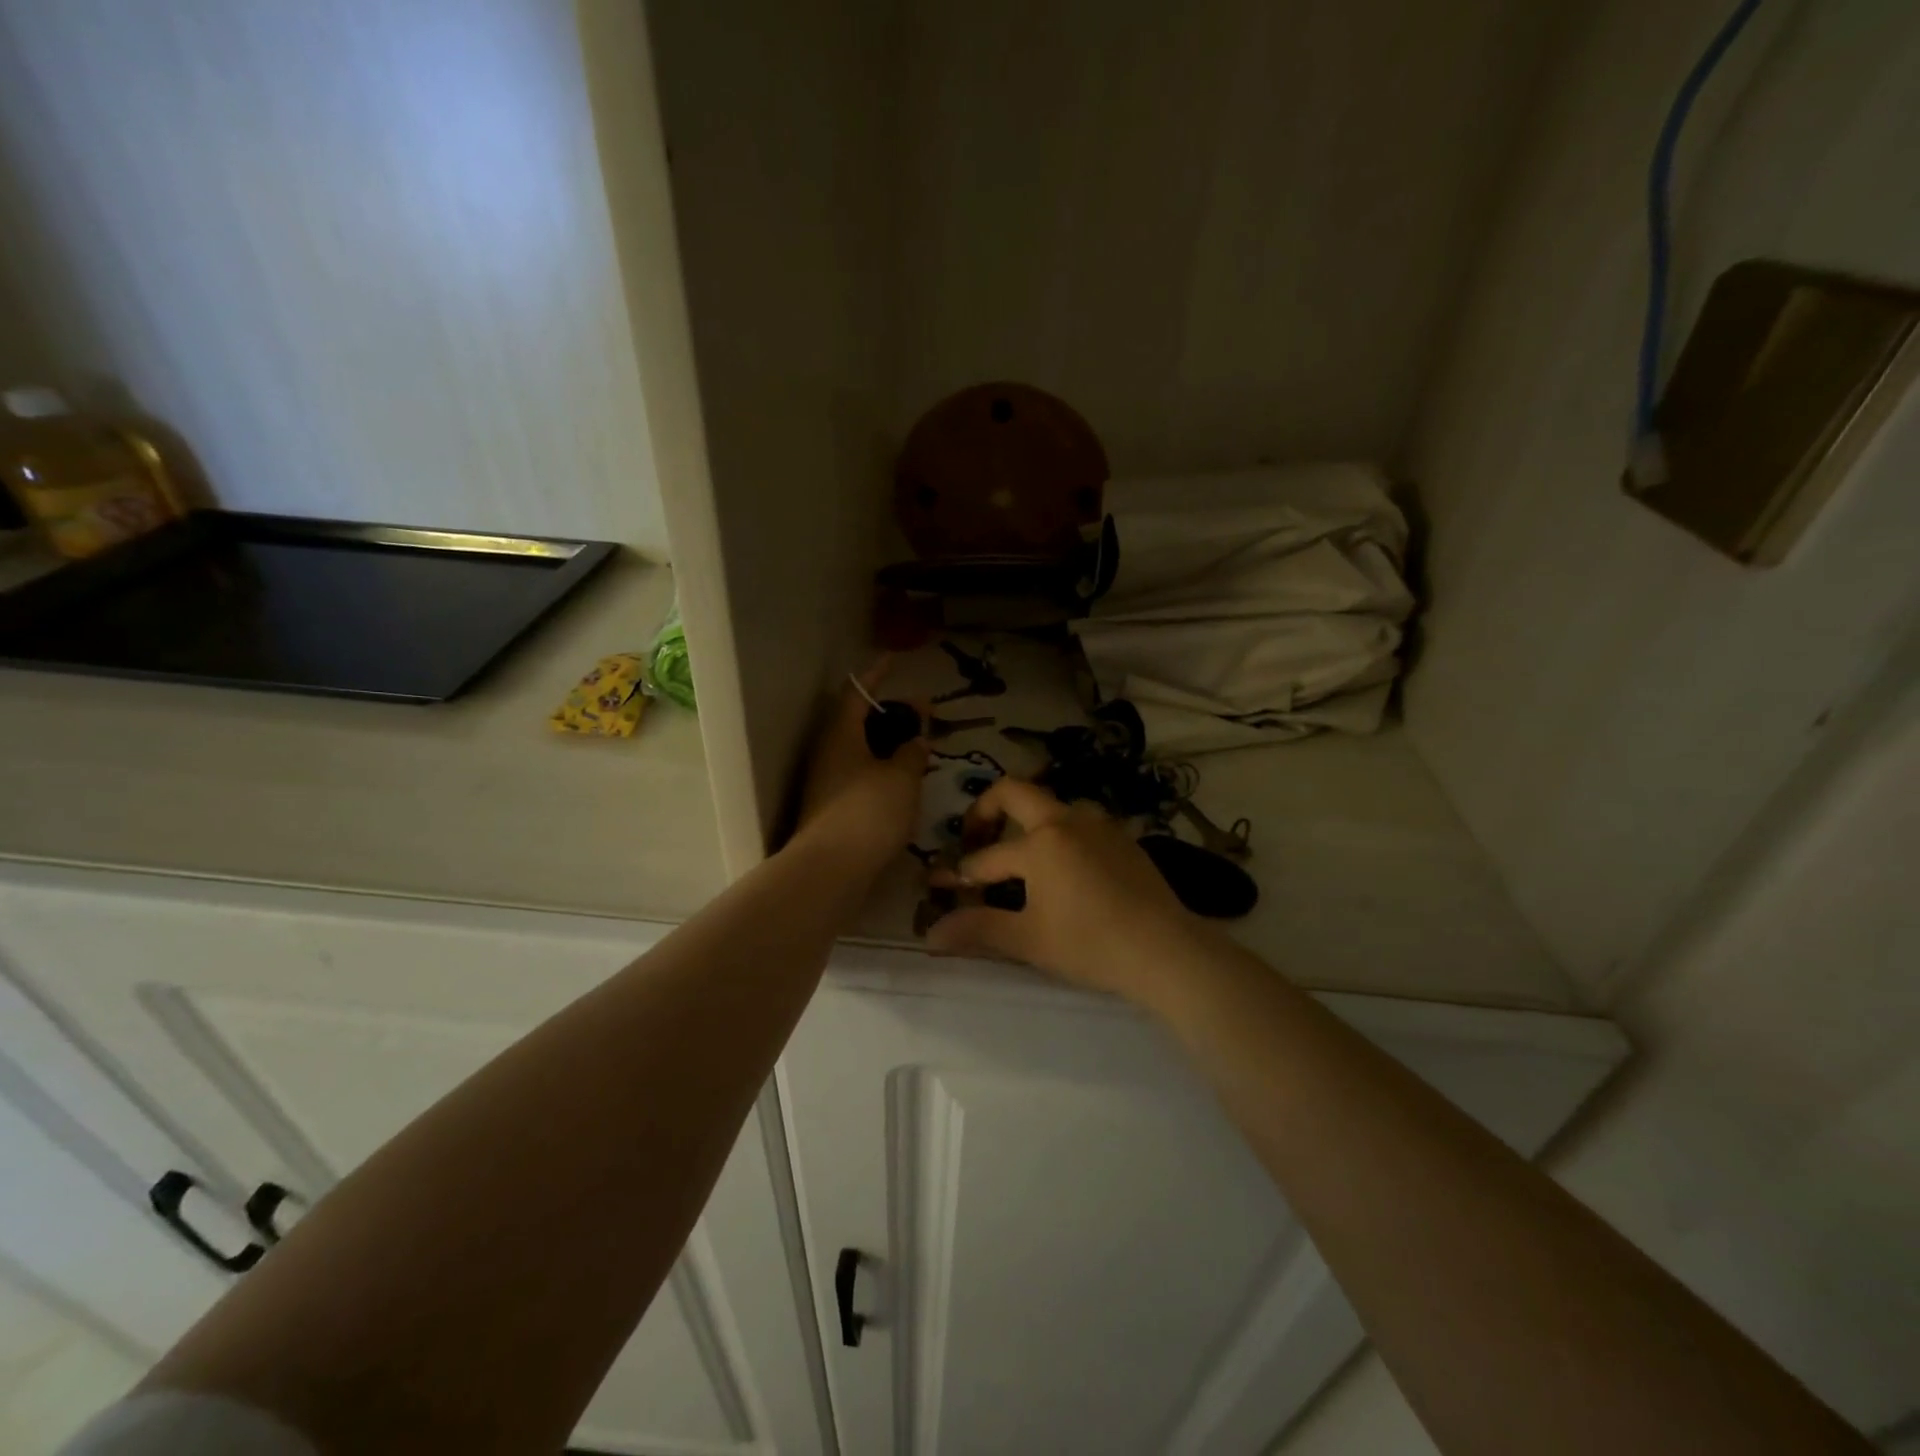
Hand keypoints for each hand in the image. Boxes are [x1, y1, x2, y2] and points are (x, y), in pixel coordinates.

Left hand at [792, 661, 928, 873]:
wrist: (831, 869)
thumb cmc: (868, 812)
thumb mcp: (901, 777)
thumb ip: (912, 752)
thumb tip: (916, 739)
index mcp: (841, 734)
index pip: (856, 693)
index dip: (876, 675)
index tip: (894, 661)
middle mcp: (829, 753)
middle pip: (858, 722)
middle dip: (890, 714)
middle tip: (922, 715)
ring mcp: (827, 783)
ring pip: (860, 751)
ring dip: (888, 744)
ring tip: (919, 748)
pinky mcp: (832, 809)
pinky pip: (860, 776)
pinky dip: (882, 770)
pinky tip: (904, 783)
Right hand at [925, 779, 1206, 1002]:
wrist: (1166, 950)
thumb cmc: (1090, 943)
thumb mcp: (1029, 939)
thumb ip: (978, 929)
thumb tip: (931, 935)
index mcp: (1040, 842)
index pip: (986, 857)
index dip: (957, 873)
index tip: (937, 883)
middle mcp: (1067, 820)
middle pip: (1014, 792)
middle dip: (985, 811)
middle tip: (974, 839)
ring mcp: (1099, 825)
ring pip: (1051, 806)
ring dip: (1027, 822)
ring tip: (1020, 858)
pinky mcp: (1123, 838)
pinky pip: (1080, 823)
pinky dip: (1058, 835)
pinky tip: (1064, 870)